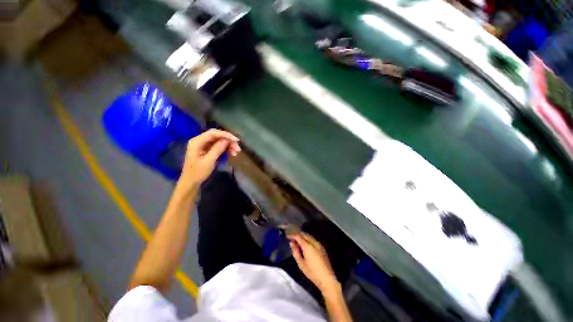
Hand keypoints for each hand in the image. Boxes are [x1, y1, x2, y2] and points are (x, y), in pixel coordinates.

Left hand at [180, 129, 240, 185]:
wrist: (191, 182)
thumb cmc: (198, 172)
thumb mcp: (209, 161)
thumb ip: (217, 149)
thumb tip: (227, 140)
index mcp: (197, 142)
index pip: (213, 133)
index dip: (226, 135)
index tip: (236, 140)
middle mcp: (200, 140)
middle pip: (217, 136)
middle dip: (228, 140)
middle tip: (238, 148)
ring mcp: (204, 145)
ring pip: (219, 140)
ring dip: (228, 145)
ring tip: (236, 152)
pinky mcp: (207, 149)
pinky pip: (218, 145)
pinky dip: (226, 148)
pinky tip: (232, 153)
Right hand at [288, 232, 338, 293]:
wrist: (327, 278)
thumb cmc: (312, 272)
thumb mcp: (301, 264)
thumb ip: (295, 252)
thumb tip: (292, 243)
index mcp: (308, 246)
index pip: (298, 236)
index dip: (292, 235)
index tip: (287, 236)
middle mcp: (314, 242)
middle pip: (304, 234)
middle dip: (298, 235)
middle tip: (292, 239)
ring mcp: (319, 244)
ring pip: (309, 236)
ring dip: (303, 237)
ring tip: (297, 242)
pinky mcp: (322, 247)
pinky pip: (313, 240)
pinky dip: (307, 239)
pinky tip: (305, 245)